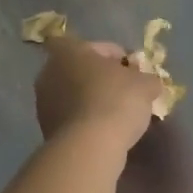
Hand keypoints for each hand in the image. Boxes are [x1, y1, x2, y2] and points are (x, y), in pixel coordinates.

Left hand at [33, 36, 163, 150]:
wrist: (89, 147)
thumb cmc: (116, 101)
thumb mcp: (145, 84)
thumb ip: (148, 78)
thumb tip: (149, 83)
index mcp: (69, 51)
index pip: (95, 45)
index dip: (115, 55)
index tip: (131, 70)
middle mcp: (49, 72)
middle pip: (83, 69)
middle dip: (103, 78)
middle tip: (127, 91)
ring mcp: (43, 102)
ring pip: (75, 94)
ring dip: (93, 100)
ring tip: (118, 114)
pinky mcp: (46, 128)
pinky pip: (72, 116)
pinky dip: (86, 119)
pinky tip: (106, 130)